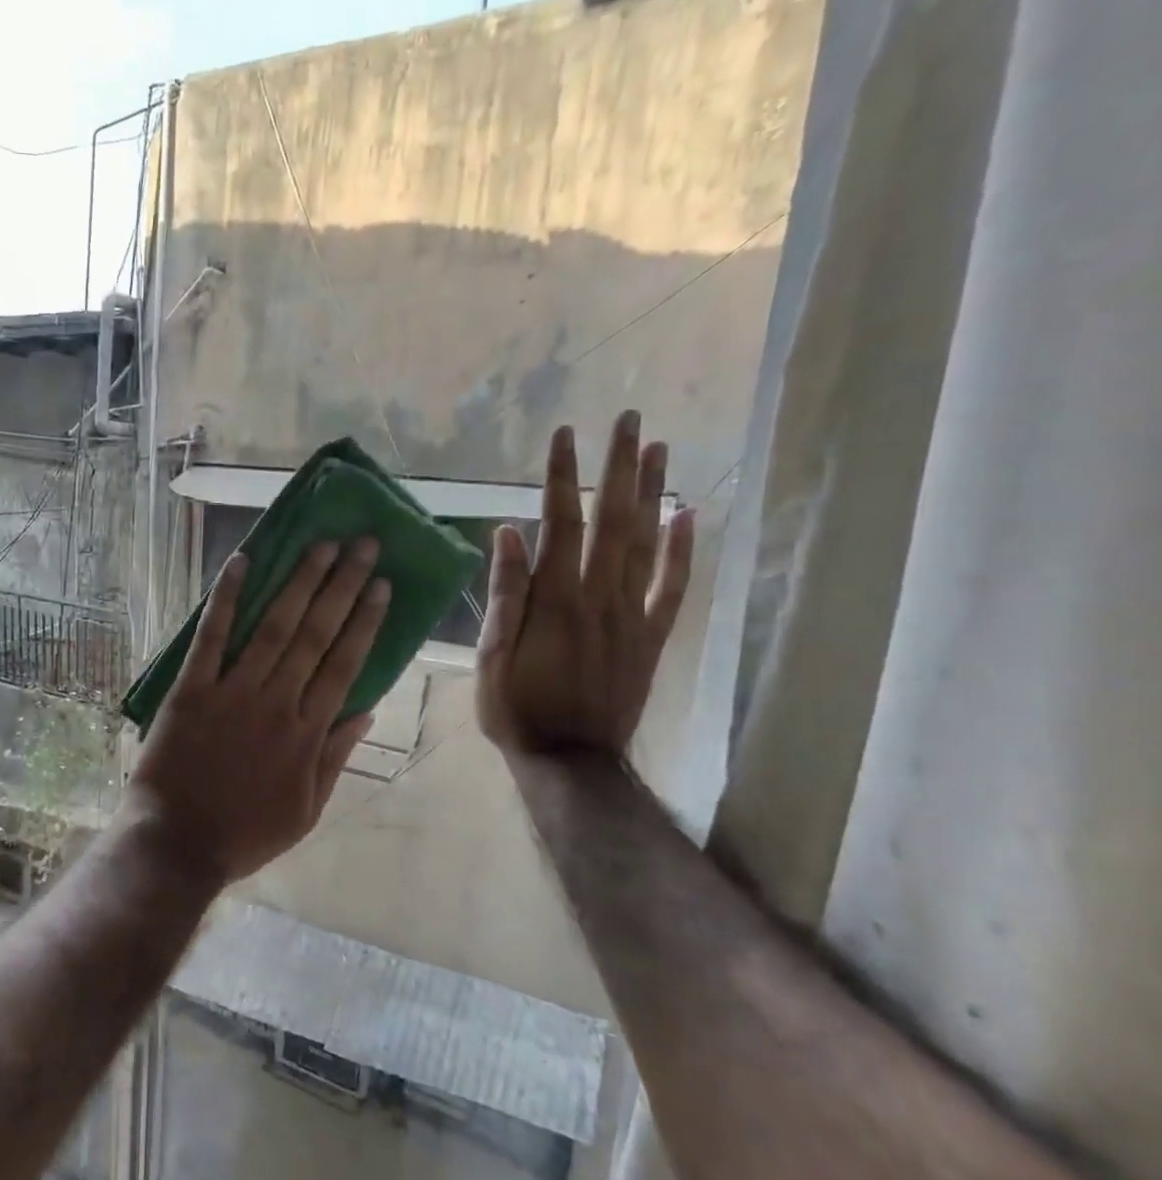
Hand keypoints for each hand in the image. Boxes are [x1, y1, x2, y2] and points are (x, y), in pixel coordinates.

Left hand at [127, 539, 390, 884]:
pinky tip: (241, 563)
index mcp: (307, 733)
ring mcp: (233, 693)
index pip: (345, 665)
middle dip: (342, 586)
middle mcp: (277, 703)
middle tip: (362, 545)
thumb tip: (366, 710)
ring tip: (322, 545)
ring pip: (274, 628)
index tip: (381, 585)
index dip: (364, 622)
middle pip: (317, 636)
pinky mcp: (191, 690)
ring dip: (299, 583)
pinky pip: (211, 638)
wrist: (177, 844)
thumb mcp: (306, 810)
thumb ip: (335, 757)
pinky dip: (226, 599)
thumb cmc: (244, 833)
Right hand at [476, 411, 693, 761]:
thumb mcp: (491, 654)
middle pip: (612, 519)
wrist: (570, 760)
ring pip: (647, 543)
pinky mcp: (651, 636)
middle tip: (629, 419)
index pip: (559, 522)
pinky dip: (683, 549)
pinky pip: (673, 587)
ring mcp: (631, 615)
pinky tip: (687, 514)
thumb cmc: (516, 708)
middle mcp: (598, 596)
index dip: (562, 475)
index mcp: (554, 599)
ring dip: (651, 492)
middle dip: (618, 466)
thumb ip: (504, 593)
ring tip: (658, 448)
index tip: (565, 434)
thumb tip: (508, 533)